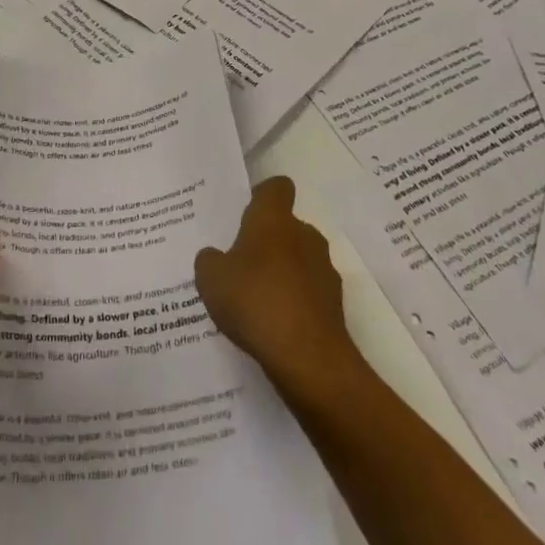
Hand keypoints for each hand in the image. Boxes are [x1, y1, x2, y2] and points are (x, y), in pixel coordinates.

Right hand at [195, 176, 362, 396]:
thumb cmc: (255, 301)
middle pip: (286, 226)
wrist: (307, 357)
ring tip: (256, 302)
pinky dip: (295, 303)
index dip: (262, 196)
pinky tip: (274, 327)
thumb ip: (209, 260)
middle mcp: (304, 234)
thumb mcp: (211, 279)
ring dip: (283, 273)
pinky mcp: (334, 303)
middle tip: (241, 265)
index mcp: (274, 219)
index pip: (276, 187)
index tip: (245, 215)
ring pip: (299, 260)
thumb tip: (215, 257)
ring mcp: (324, 269)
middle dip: (268, 242)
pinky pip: (309, 293)